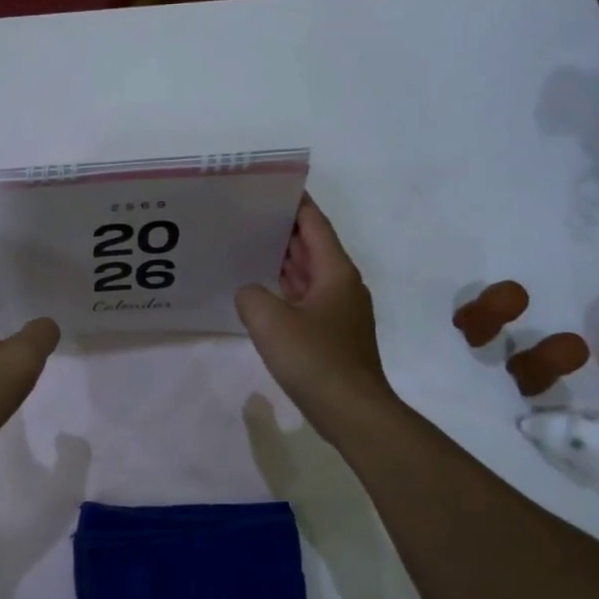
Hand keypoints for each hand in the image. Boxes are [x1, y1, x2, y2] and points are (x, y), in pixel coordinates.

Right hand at [236, 194, 399, 439]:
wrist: (353, 412)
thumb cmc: (316, 360)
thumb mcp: (270, 321)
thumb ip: (251, 295)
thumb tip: (251, 293)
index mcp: (335, 271)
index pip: (314, 224)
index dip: (295, 203)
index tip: (270, 186)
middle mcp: (342, 284)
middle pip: (312, 246)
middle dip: (282, 229)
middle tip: (246, 215)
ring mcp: (339, 311)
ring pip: (308, 274)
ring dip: (282, 260)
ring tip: (247, 246)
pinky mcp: (333, 334)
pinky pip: (306, 299)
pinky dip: (285, 289)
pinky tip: (260, 293)